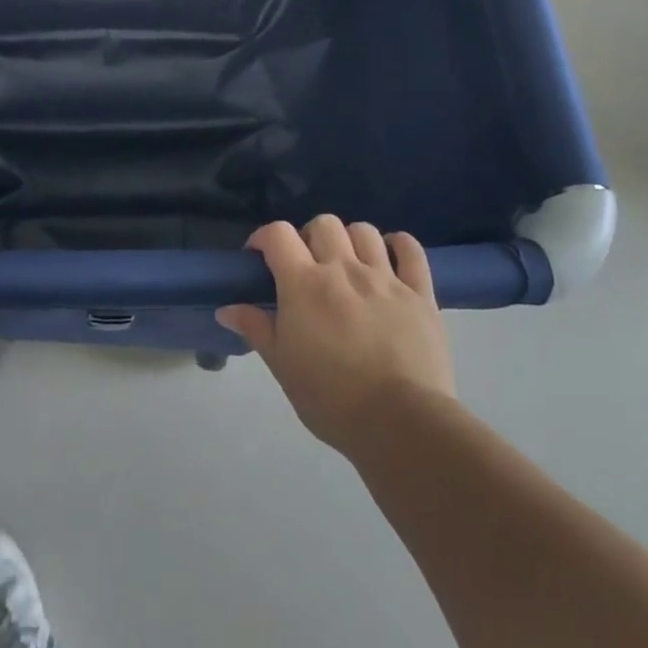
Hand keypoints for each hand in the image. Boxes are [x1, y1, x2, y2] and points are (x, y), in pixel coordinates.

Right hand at [218, 216, 454, 453]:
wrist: (400, 423)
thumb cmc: (331, 399)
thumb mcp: (282, 367)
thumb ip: (256, 329)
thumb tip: (226, 308)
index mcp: (304, 284)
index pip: (278, 234)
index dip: (265, 237)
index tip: (260, 257)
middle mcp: (343, 269)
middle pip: (323, 224)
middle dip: (309, 237)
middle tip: (307, 266)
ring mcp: (385, 278)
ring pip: (364, 231)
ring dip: (349, 239)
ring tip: (347, 264)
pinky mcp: (421, 293)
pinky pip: (411, 250)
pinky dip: (398, 244)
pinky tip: (390, 256)